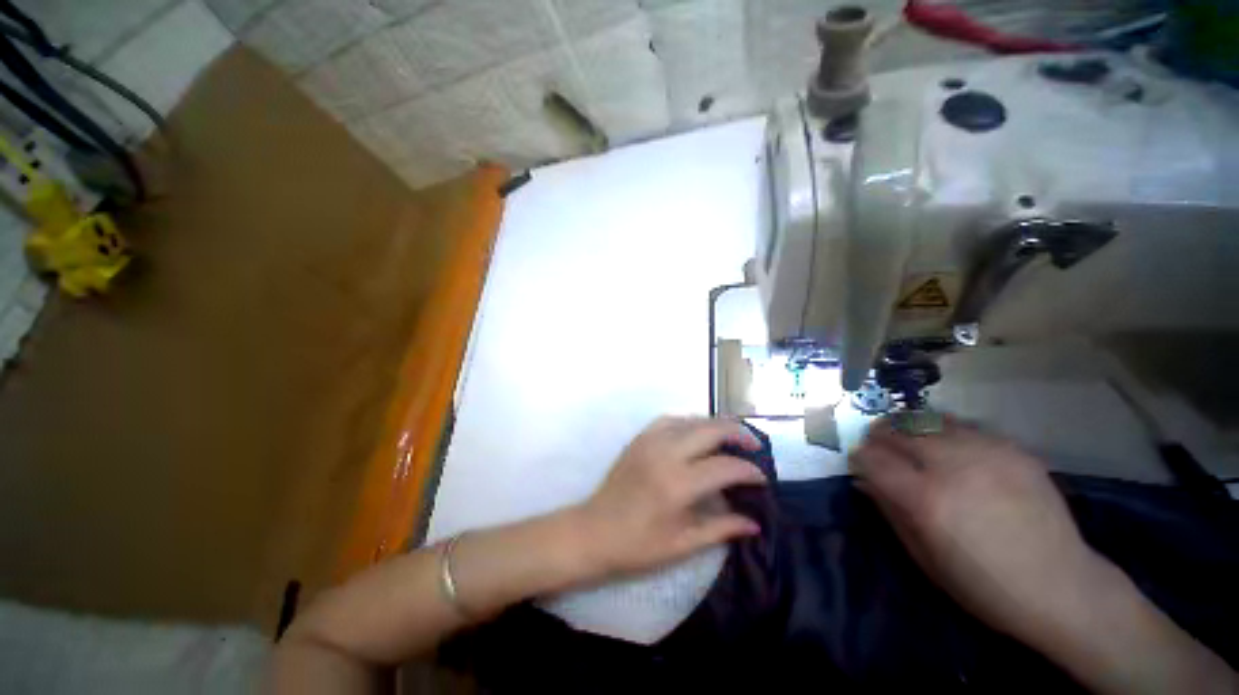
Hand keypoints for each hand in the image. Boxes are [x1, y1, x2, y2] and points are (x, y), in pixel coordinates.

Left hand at [573, 416, 766, 579]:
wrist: (593, 531)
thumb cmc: (637, 546)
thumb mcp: (683, 544)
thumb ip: (722, 528)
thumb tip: (755, 522)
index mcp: (678, 484)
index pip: (725, 467)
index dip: (749, 471)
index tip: (761, 479)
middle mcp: (665, 453)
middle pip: (711, 429)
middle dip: (739, 433)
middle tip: (754, 447)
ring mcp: (650, 441)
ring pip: (691, 419)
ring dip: (715, 425)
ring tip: (731, 438)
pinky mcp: (639, 438)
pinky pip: (670, 420)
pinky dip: (690, 423)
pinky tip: (697, 435)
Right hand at [850, 418, 1113, 645]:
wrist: (1062, 587)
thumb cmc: (983, 586)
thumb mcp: (924, 558)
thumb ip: (889, 512)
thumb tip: (863, 480)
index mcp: (926, 499)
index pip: (872, 458)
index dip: (858, 457)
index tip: (858, 463)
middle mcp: (952, 467)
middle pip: (897, 431)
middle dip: (878, 436)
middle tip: (876, 445)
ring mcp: (986, 453)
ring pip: (928, 420)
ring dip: (907, 426)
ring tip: (904, 435)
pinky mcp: (1012, 449)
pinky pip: (963, 426)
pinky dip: (942, 429)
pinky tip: (944, 442)